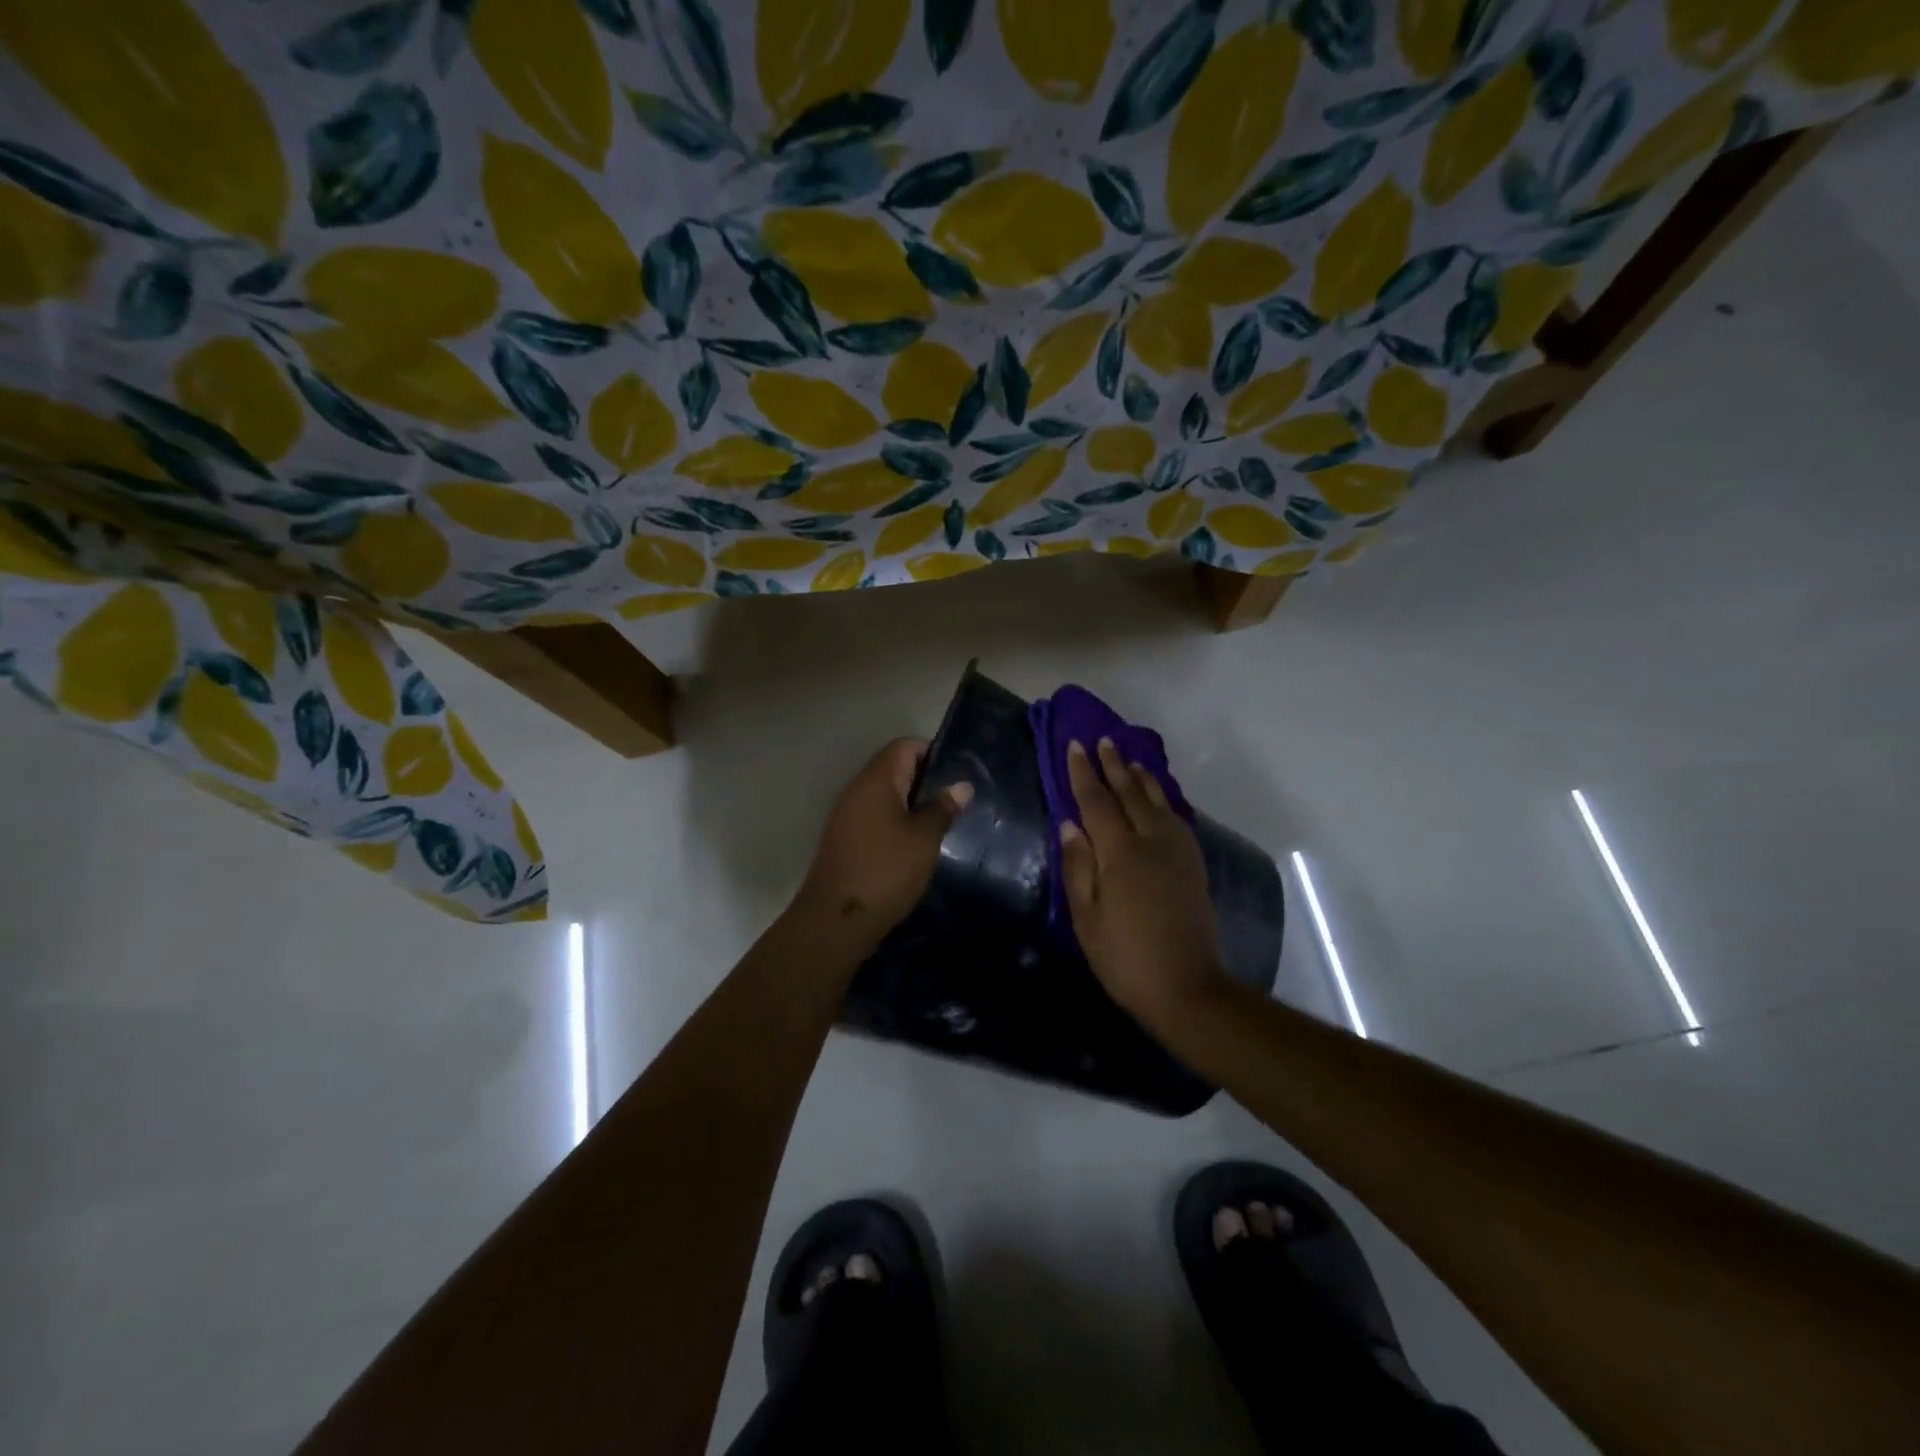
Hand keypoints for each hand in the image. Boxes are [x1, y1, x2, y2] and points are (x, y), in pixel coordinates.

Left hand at [792, 737, 971, 952]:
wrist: (836, 920)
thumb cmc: (886, 871)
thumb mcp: (924, 839)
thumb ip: (943, 808)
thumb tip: (961, 785)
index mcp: (876, 780)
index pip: (905, 746)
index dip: (933, 752)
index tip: (958, 774)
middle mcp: (857, 789)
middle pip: (894, 767)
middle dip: (926, 779)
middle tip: (956, 800)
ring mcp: (847, 814)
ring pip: (885, 794)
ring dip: (911, 803)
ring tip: (941, 821)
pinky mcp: (844, 838)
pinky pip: (874, 816)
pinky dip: (896, 821)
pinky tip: (916, 843)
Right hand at [1059, 738, 1227, 1023]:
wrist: (1187, 987)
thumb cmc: (1124, 957)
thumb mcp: (1086, 917)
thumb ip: (1077, 866)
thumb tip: (1069, 824)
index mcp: (1121, 854)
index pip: (1097, 802)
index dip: (1083, 773)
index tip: (1075, 745)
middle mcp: (1152, 841)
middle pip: (1130, 793)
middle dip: (1114, 765)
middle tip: (1102, 740)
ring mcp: (1178, 851)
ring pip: (1158, 801)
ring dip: (1141, 777)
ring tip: (1128, 758)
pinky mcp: (1193, 863)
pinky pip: (1176, 817)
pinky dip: (1162, 798)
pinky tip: (1157, 797)